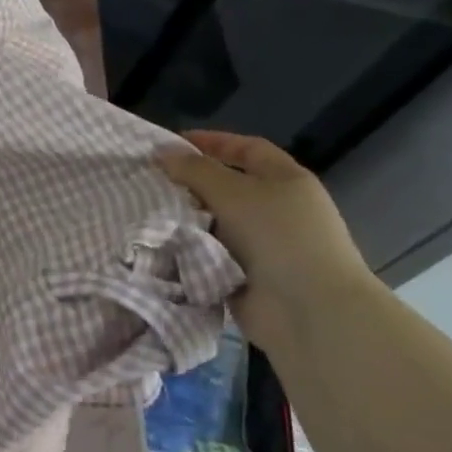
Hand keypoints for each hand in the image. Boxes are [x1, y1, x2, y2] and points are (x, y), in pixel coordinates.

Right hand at [158, 130, 378, 354]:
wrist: (307, 309)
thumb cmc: (278, 237)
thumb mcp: (235, 193)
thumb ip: (196, 171)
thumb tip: (162, 153)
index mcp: (285, 181)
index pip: (246, 150)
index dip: (212, 142)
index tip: (171, 144)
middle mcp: (275, 209)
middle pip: (226, 186)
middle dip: (189, 182)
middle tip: (148, 180)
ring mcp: (260, 244)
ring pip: (212, 221)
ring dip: (184, 217)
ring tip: (144, 211)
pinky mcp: (241, 273)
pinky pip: (206, 252)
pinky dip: (186, 248)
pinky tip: (156, 242)